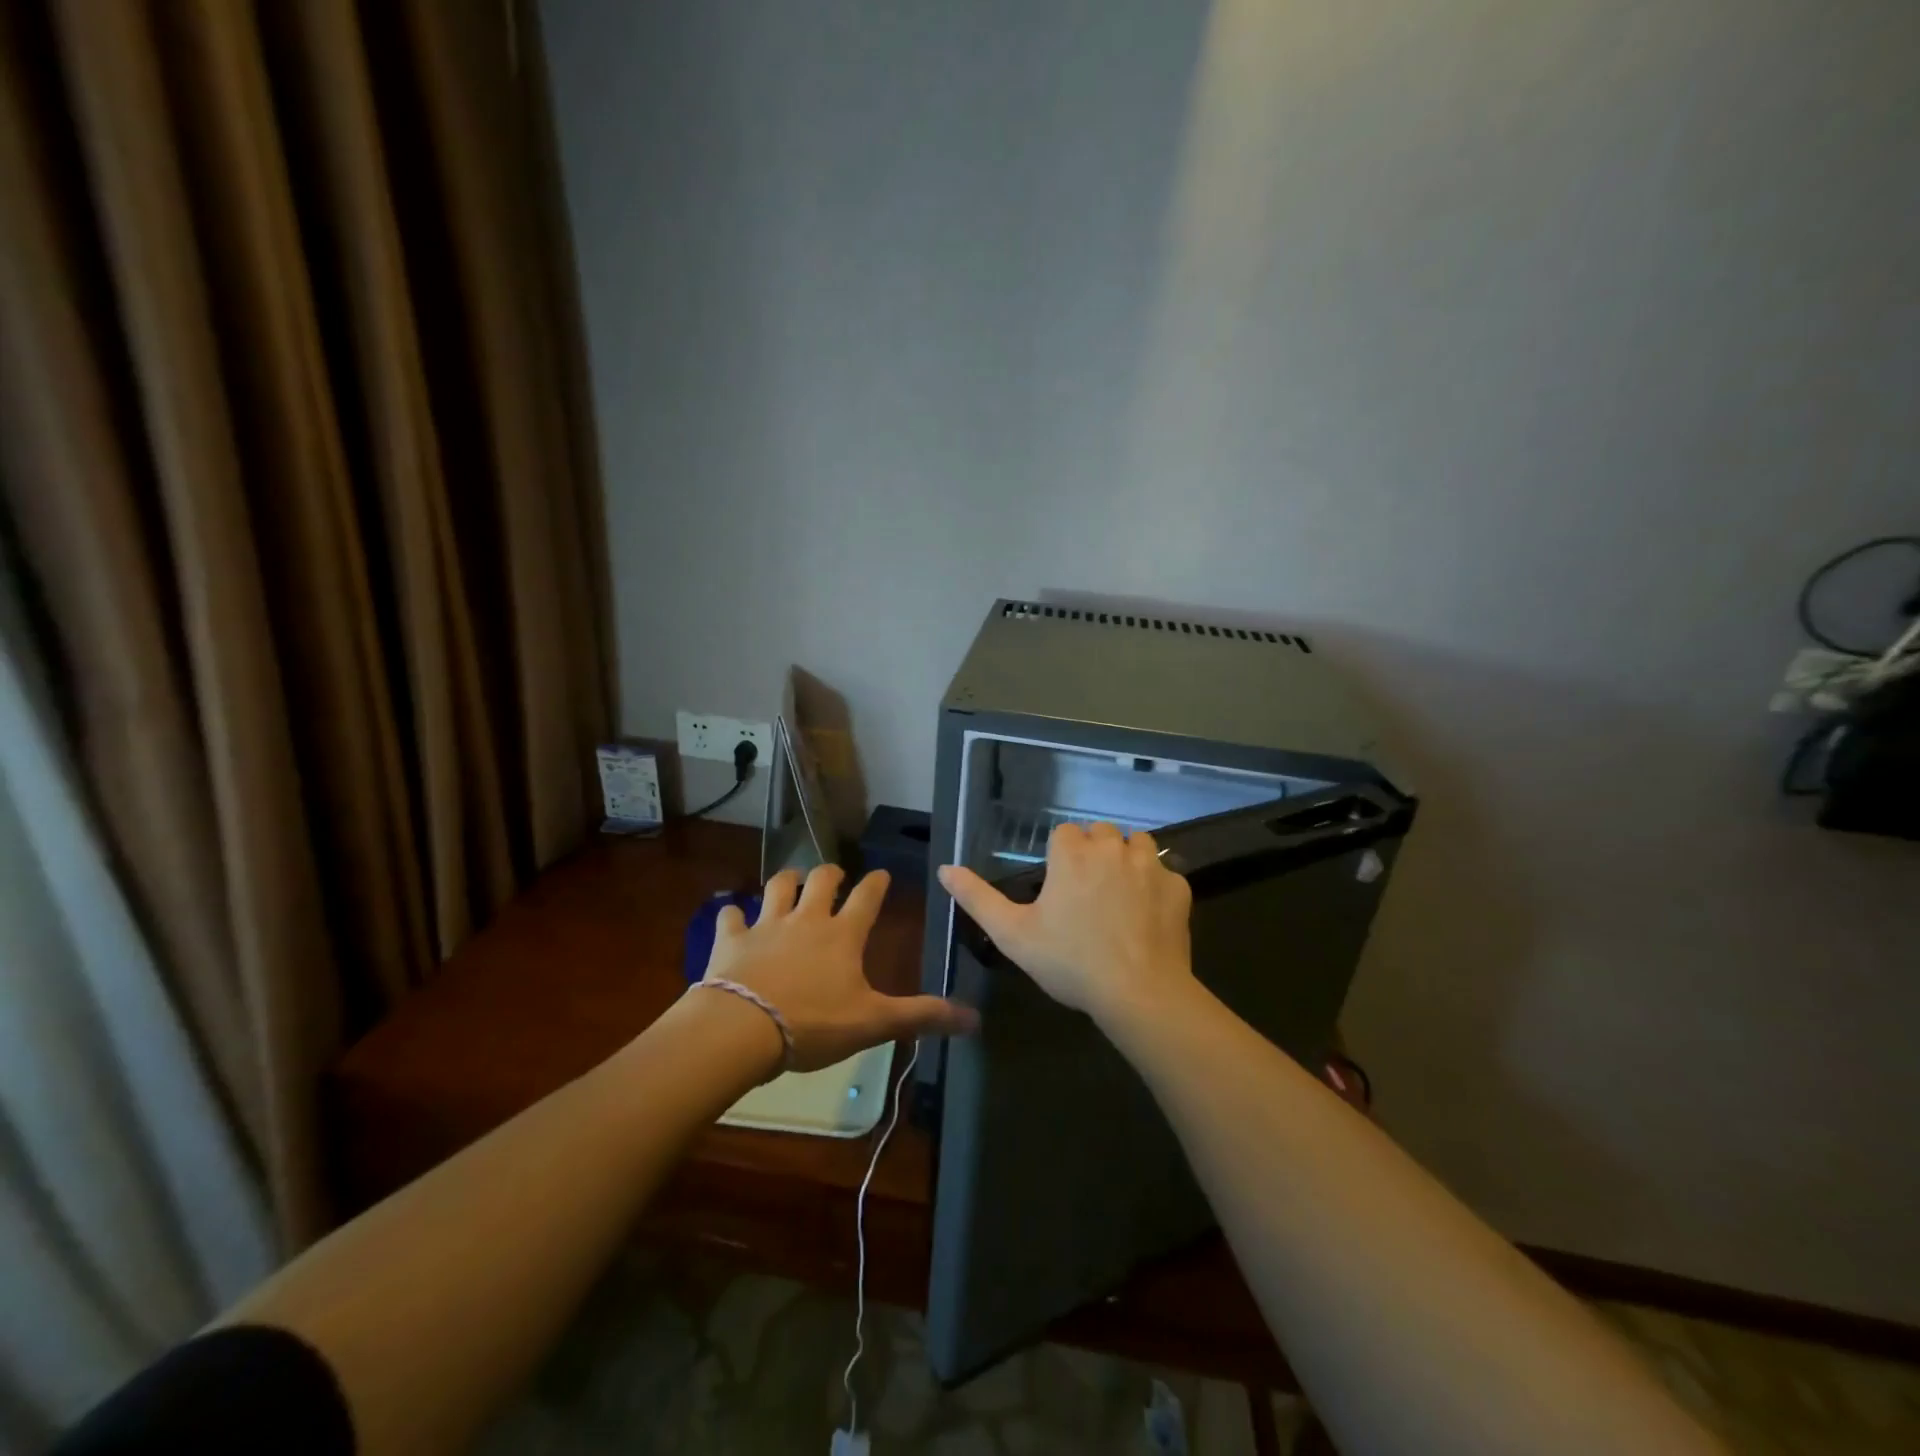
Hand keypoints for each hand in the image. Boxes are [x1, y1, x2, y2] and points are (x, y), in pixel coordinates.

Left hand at [704, 864, 978, 1073]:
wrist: (742, 1029)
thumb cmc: (813, 1024)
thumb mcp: (873, 1023)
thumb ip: (921, 1016)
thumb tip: (975, 1019)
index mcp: (842, 935)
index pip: (867, 898)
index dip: (877, 884)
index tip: (882, 874)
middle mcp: (806, 919)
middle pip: (820, 880)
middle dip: (830, 873)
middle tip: (834, 875)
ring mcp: (766, 925)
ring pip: (777, 886)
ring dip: (785, 881)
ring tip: (790, 881)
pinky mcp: (732, 940)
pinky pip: (731, 917)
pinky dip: (733, 915)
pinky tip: (733, 916)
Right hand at [937, 822, 1195, 1027]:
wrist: (1139, 993)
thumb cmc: (1070, 962)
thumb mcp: (1012, 934)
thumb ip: (977, 898)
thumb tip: (945, 869)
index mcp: (1072, 854)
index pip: (1064, 833)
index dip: (1060, 857)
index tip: (1058, 888)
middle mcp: (1111, 848)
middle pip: (1100, 833)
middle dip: (1093, 853)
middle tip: (1086, 894)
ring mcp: (1149, 865)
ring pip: (1137, 843)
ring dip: (1127, 859)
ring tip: (1118, 896)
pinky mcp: (1178, 887)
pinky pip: (1165, 872)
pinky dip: (1156, 885)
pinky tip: (1147, 915)